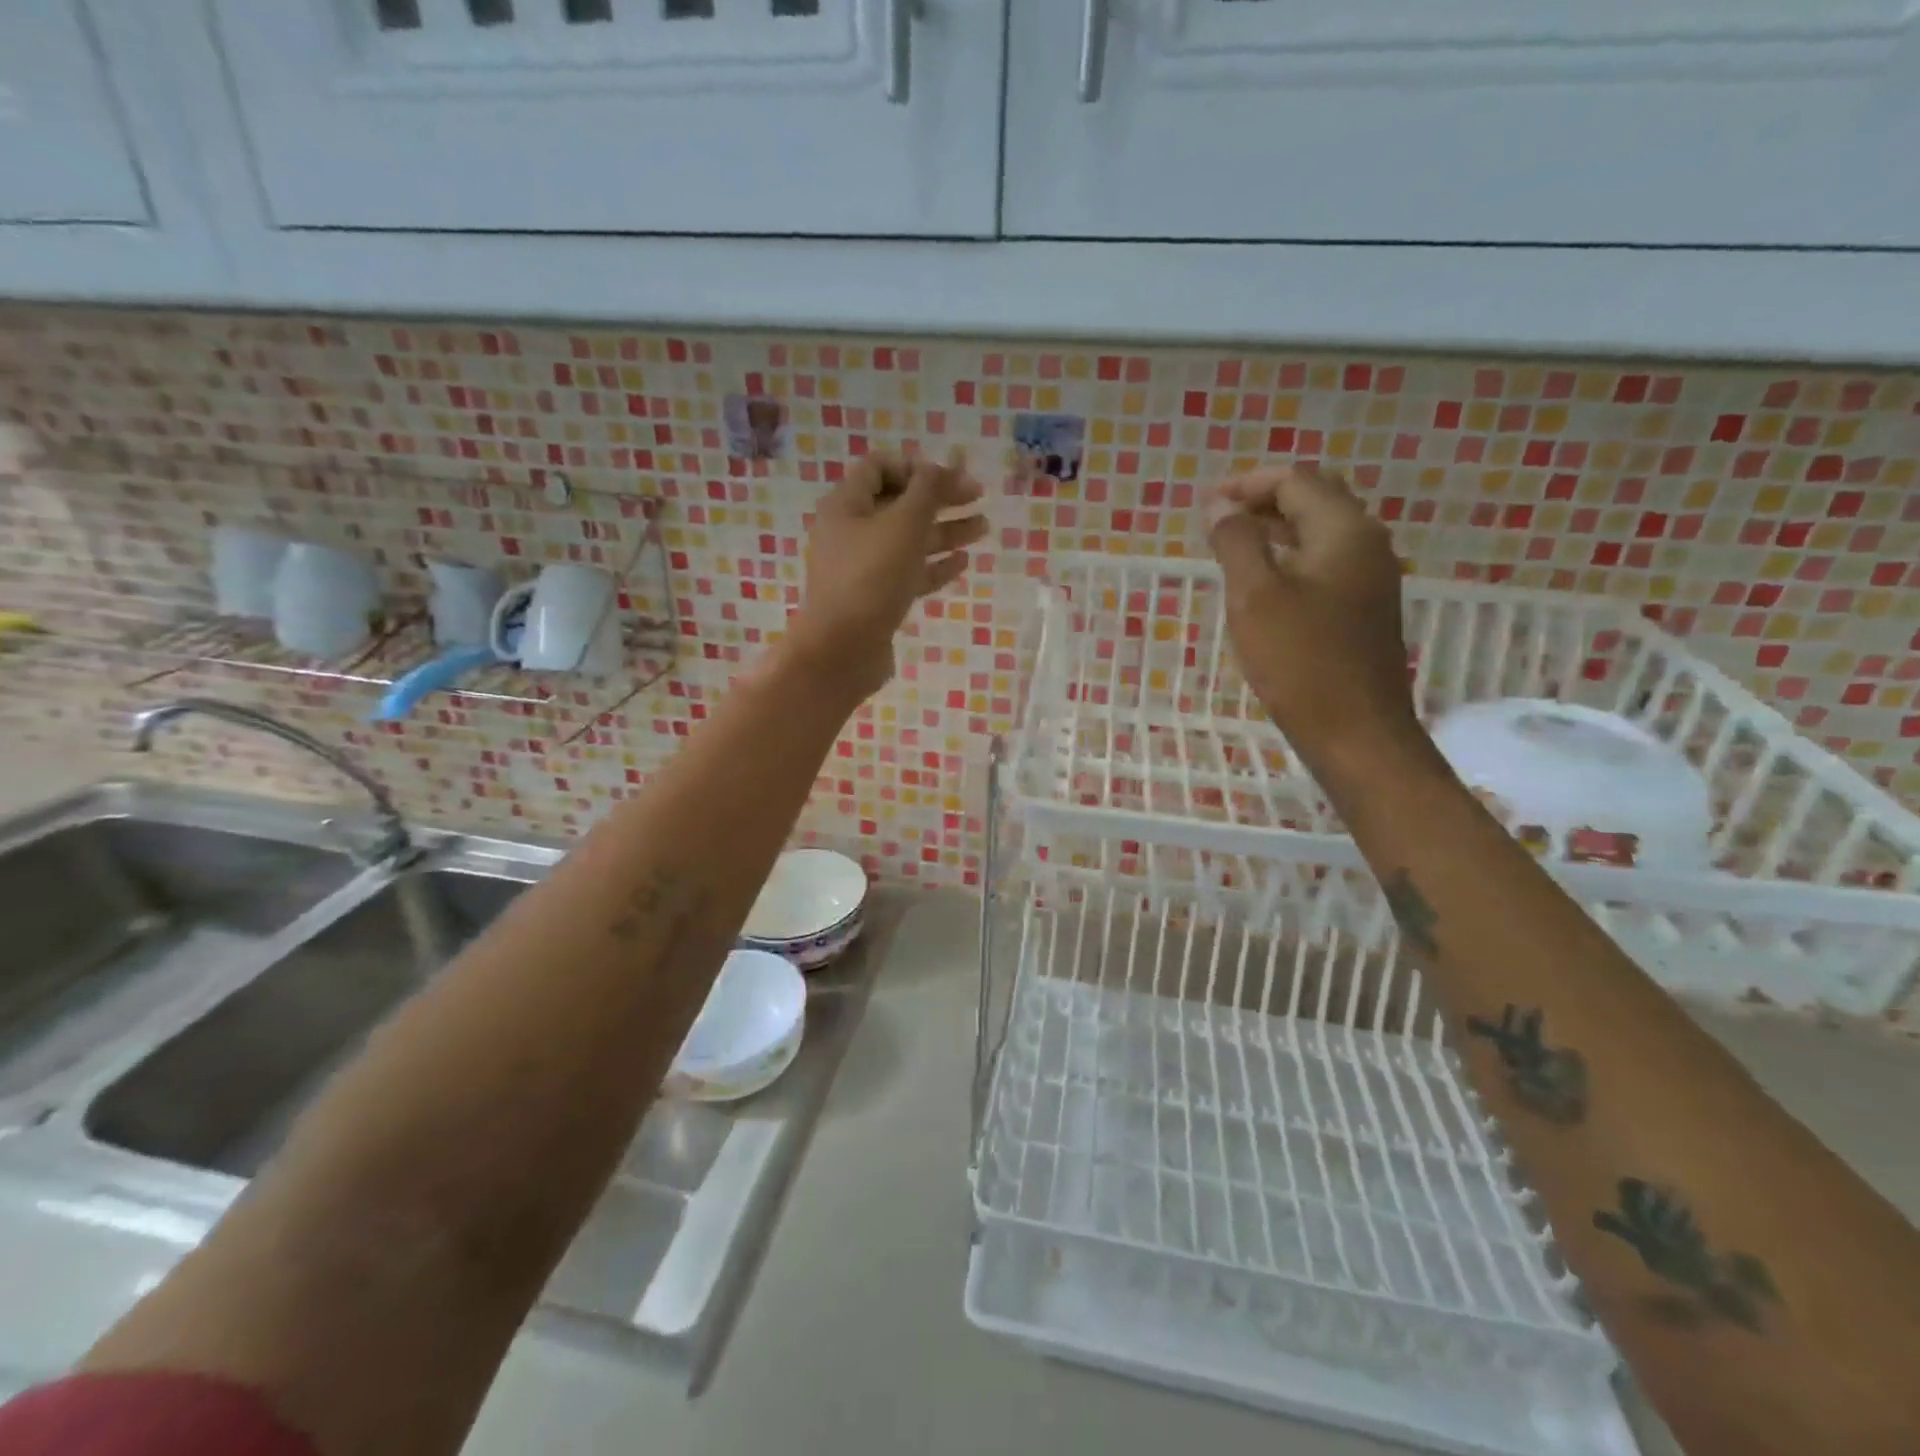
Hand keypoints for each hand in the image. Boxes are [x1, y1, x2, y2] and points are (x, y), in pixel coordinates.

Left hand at [785, 449, 986, 700]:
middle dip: (939, 498)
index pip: (880, 467)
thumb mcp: (904, 525)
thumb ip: (927, 491)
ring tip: (983, 528)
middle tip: (978, 498)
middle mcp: (851, 532)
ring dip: (945, 531)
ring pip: (908, 540)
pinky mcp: (876, 599)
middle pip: (899, 504)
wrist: (843, 650)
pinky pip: (908, 573)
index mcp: (847, 505)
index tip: (951, 478)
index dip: (917, 467)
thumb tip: (939, 469)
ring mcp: (863, 568)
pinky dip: (934, 565)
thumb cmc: (871, 578)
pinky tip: (962, 562)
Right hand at [1207, 465, 1422, 772]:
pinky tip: (1263, 582)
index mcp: (1344, 530)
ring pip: (1320, 532)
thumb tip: (1219, 505)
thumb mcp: (1255, 597)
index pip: (1295, 481)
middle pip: (1314, 498)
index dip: (1247, 484)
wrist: (1355, 732)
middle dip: (1263, 500)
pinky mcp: (1364, 608)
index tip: (1204, 505)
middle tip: (1218, 520)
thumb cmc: (1300, 661)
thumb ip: (1236, 542)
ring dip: (1275, 528)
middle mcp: (1366, 543)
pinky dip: (1290, 556)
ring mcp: (1370, 577)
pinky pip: (1324, 562)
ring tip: (1231, 546)